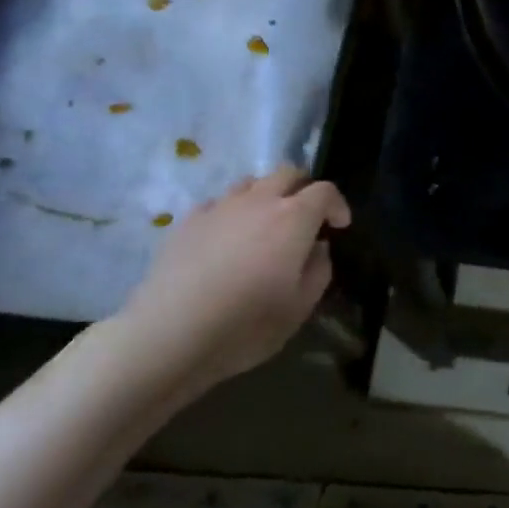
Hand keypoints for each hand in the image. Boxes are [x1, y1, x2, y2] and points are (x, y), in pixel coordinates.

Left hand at [121, 167, 351, 389]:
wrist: (169, 334)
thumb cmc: (246, 324)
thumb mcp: (300, 307)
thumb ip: (318, 270)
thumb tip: (317, 248)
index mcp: (293, 219)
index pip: (325, 191)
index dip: (337, 205)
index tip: (339, 227)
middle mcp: (259, 202)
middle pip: (287, 173)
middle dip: (304, 188)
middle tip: (307, 216)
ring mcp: (219, 208)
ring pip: (251, 183)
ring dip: (267, 195)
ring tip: (266, 224)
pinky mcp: (187, 221)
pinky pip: (218, 203)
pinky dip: (233, 212)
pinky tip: (227, 239)